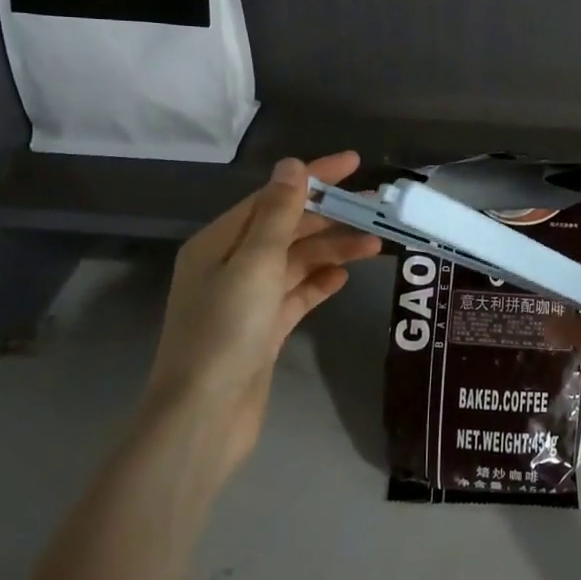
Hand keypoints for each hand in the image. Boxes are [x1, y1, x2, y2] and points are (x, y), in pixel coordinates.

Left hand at [143, 152, 379, 474]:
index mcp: (219, 242)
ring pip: (296, 261)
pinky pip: (296, 294)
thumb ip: (278, 214)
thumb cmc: (226, 331)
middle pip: (287, 228)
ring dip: (332, 250)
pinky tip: (345, 277)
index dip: (314, 177)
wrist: (205, 416)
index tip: (354, 163)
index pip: (273, 196)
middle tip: (375, 209)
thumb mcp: (254, 263)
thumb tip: (292, 165)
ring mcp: (246, 299)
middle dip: (330, 217)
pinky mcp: (262, 329)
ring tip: (375, 245)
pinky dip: (319, 282)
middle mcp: (230, 264)